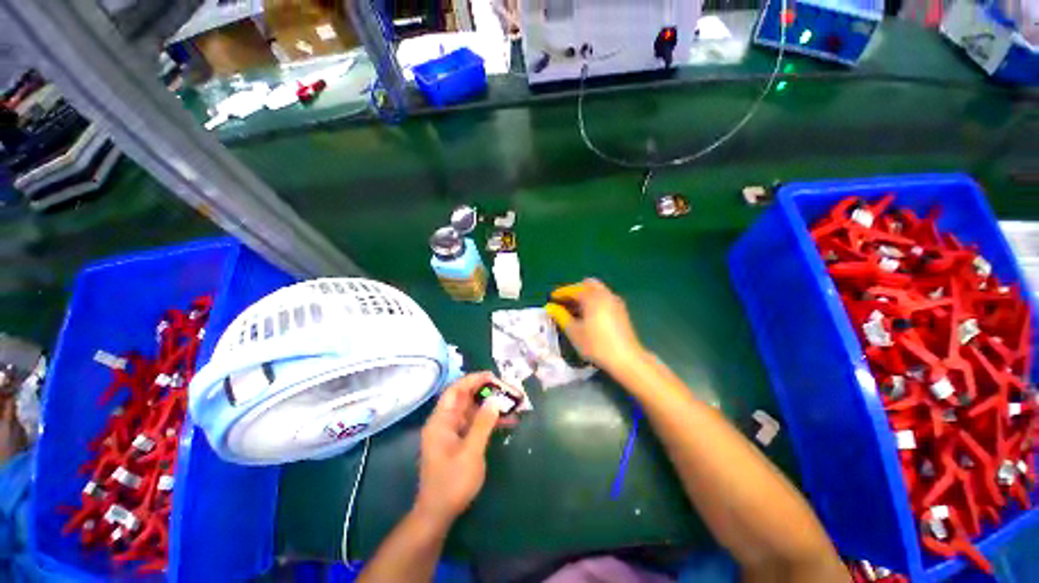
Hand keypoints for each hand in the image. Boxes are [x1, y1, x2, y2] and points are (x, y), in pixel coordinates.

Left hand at [414, 372, 500, 528]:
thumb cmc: (452, 482)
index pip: (455, 390)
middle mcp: (445, 422)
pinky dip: (489, 421)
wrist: (438, 514)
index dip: (472, 380)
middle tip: (506, 389)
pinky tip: (507, 422)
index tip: (492, 377)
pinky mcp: (459, 442)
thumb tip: (495, 400)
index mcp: (441, 421)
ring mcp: (452, 432)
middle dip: (485, 392)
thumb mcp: (471, 451)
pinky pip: (475, 424)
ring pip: (472, 411)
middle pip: (465, 398)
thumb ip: (483, 423)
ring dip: (490, 407)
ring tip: (511, 404)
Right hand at [546, 278, 646, 372]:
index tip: (552, 298)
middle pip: (587, 284)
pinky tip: (589, 315)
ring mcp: (615, 301)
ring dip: (585, 295)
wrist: (626, 358)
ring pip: (597, 290)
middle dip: (575, 290)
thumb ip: (561, 316)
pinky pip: (604, 298)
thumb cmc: (596, 344)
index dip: (561, 293)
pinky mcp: (621, 310)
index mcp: (592, 297)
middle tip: (565, 302)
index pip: (573, 289)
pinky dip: (594, 301)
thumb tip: (550, 307)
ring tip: (575, 310)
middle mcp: (605, 294)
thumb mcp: (574, 331)